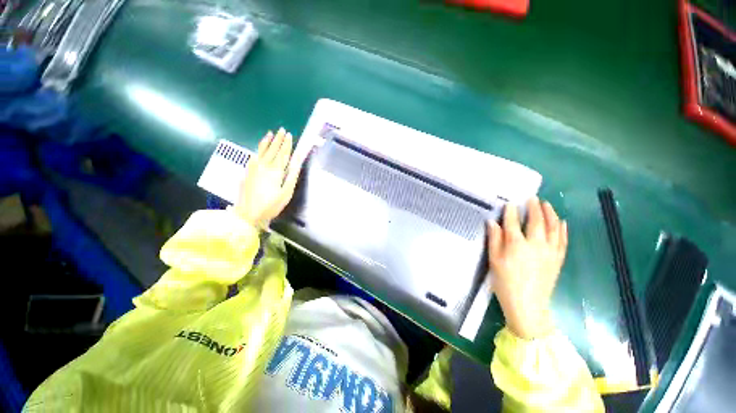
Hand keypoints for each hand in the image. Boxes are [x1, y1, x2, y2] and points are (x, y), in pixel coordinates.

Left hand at [234, 128, 299, 227]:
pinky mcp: (247, 172)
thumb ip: (291, 176)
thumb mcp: (286, 193)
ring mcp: (254, 168)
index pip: (283, 154)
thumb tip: (296, 162)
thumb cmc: (271, 205)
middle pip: (273, 150)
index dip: (287, 145)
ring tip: (270, 133)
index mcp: (275, 171)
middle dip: (278, 140)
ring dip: (267, 141)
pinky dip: (257, 150)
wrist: (247, 214)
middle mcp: (264, 166)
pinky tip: (259, 148)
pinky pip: (253, 156)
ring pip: (261, 151)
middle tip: (282, 130)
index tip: (290, 136)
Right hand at [487, 197, 567, 339]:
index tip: (510, 203)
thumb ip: (494, 239)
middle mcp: (535, 244)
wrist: (527, 305)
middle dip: (534, 208)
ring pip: (553, 227)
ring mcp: (550, 251)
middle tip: (532, 198)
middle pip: (536, 221)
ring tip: (547, 204)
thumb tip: (492, 222)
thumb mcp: (494, 260)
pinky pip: (563, 240)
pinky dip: (563, 229)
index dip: (510, 212)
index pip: (512, 222)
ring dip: (550, 214)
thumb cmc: (505, 282)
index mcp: (516, 244)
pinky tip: (562, 222)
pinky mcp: (558, 259)